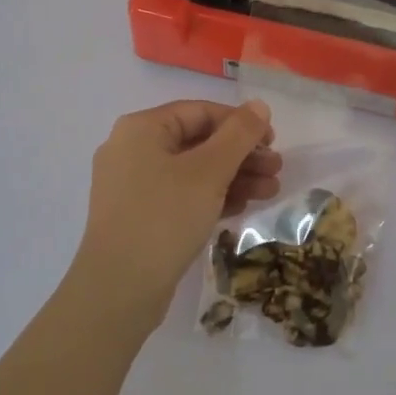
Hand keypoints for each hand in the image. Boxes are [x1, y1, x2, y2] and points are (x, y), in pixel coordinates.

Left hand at [69, 100, 280, 333]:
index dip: (240, 123)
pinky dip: (211, 197)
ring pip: (192, 171)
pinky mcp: (138, 216)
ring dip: (233, 177)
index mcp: (141, 129)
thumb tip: (259, 105)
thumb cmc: (165, 217)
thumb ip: (238, 135)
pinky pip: (181, 195)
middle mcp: (132, 150)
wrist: (119, 290)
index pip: (200, 112)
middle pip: (197, 141)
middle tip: (277, 169)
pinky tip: (241, 208)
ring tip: (270, 192)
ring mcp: (132, 186)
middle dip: (241, 155)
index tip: (273, 141)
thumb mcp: (209, 172)